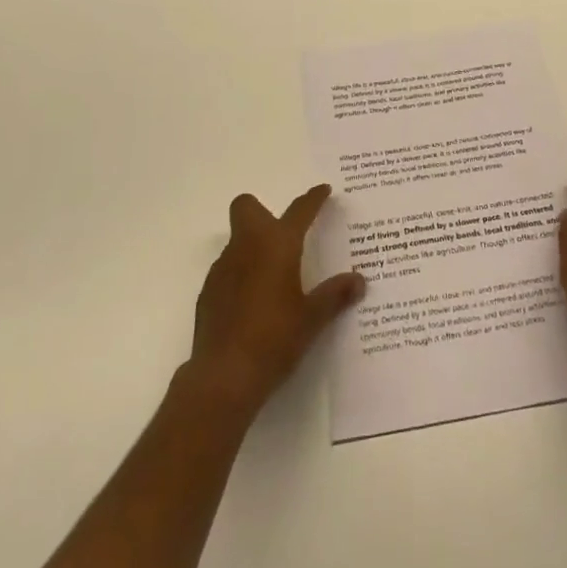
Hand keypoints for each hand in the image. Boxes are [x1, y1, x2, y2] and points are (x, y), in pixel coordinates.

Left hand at [185, 184, 364, 418]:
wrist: (223, 376)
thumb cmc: (274, 339)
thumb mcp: (312, 319)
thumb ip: (335, 295)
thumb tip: (358, 280)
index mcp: (277, 245)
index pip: (299, 210)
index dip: (313, 199)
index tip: (323, 190)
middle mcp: (246, 246)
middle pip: (247, 207)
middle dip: (263, 211)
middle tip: (284, 235)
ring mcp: (222, 268)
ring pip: (237, 239)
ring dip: (253, 246)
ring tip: (273, 276)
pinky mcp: (208, 292)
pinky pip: (227, 268)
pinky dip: (241, 274)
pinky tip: (253, 303)